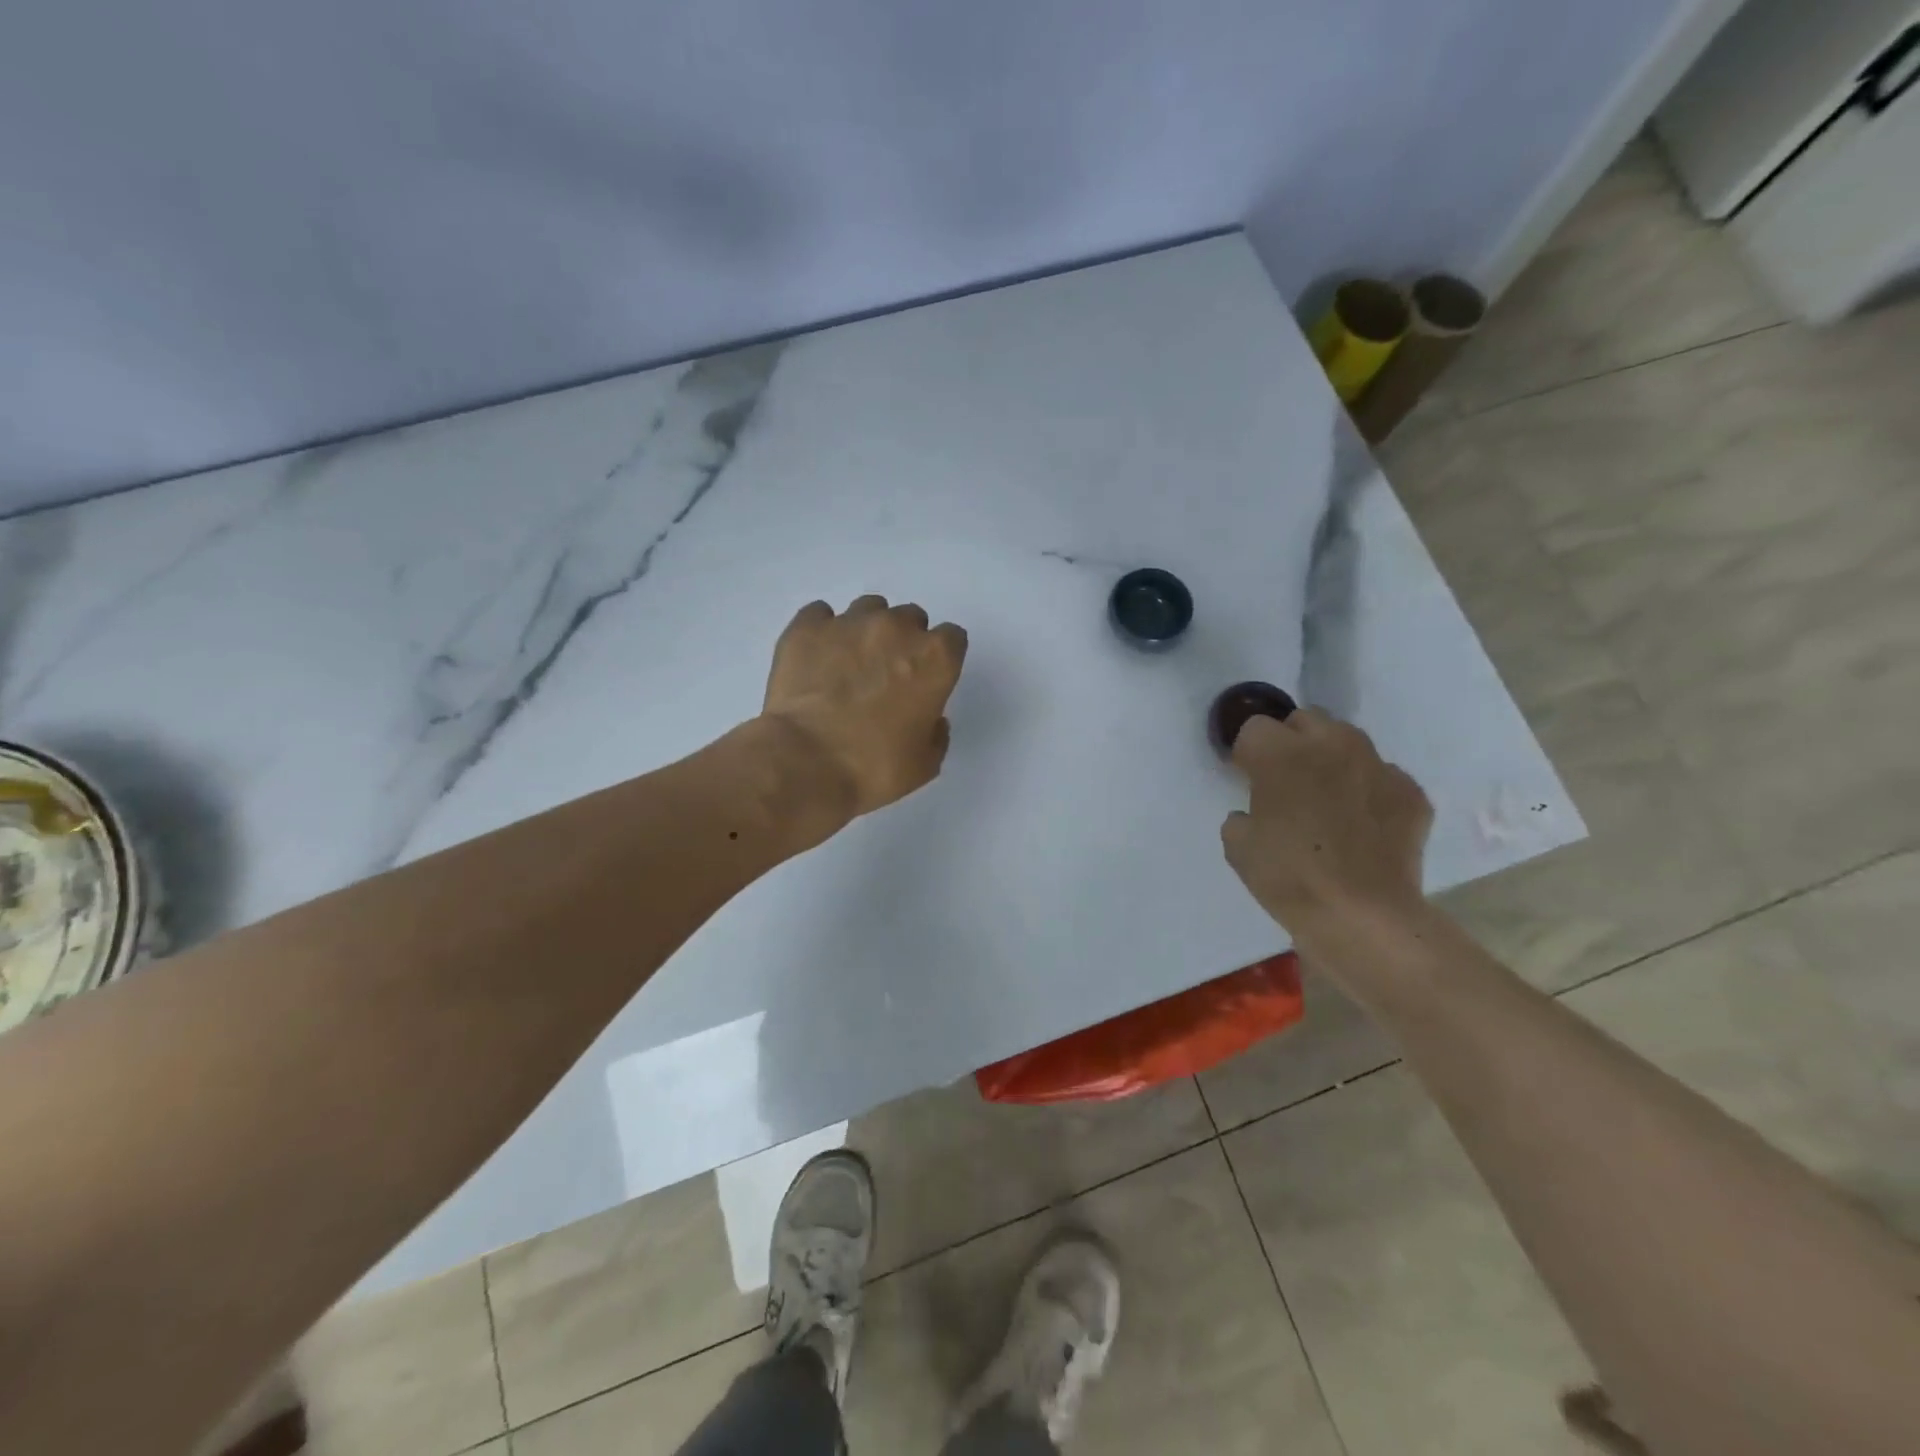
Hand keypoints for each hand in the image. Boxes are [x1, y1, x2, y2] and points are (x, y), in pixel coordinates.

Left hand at [761, 595, 968, 821]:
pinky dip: (822, 631)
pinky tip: (815, 657)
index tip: (927, 680)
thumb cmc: (874, 767)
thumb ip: (936, 732)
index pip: (952, 639)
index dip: (940, 660)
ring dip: (866, 631)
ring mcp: (849, 622)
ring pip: (868, 609)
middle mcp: (897, 628)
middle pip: (911, 618)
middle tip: (887, 675)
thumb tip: (929, 718)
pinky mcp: (807, 627)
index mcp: (935, 658)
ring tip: (848, 663)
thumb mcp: (925, 764)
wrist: (805, 762)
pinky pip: (820, 614)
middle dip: (904, 641)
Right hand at [1220, 709, 1432, 940]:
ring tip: (1328, 799)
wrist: (1363, 916)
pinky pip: (1383, 777)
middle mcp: (1331, 745)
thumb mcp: (1237, 845)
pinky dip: (1369, 792)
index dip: (1247, 754)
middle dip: (1291, 742)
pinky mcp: (1411, 792)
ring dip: (1332, 760)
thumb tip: (1257, 812)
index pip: (1254, 728)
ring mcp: (1378, 765)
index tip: (1247, 780)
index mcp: (1281, 753)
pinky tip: (1363, 825)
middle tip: (1286, 782)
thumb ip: (1243, 813)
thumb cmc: (1288, 876)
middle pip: (1305, 720)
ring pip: (1348, 741)